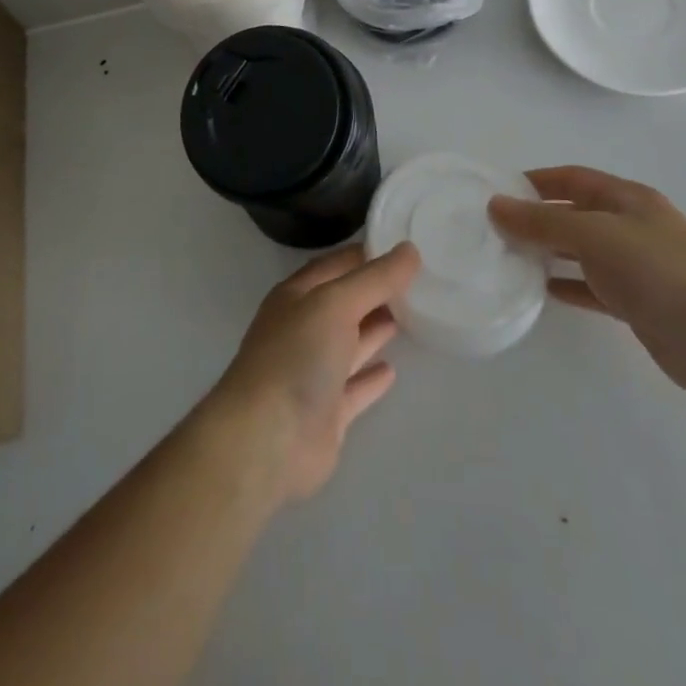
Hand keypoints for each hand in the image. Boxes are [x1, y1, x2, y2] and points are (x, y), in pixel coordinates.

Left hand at [200, 243, 420, 506]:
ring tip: (411, 315)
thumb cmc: (297, 356)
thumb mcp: (336, 303)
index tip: (403, 246)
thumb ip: (374, 279)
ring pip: (350, 344)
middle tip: (418, 280)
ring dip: (374, 330)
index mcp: (296, 297)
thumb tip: (410, 250)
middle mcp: (303, 330)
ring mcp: (313, 373)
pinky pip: (354, 388)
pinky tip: (392, 371)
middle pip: (344, 304)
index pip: (335, 265)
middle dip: (375, 292)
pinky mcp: (326, 413)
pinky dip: (371, 378)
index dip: (366, 254)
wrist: (268, 439)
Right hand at [489, 166, 685, 401]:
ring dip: (547, 252)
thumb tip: (495, 204)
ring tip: (507, 258)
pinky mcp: (637, 302)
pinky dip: (566, 285)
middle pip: (574, 212)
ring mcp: (636, 265)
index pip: (572, 178)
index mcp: (627, 199)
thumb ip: (543, 222)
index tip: (496, 192)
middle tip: (493, 229)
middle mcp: (631, 225)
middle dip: (536, 217)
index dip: (535, 181)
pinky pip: (591, 286)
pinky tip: (540, 291)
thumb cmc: (659, 273)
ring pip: (580, 250)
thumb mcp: (595, 236)